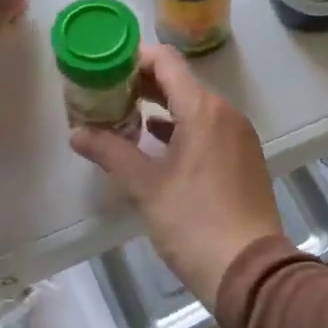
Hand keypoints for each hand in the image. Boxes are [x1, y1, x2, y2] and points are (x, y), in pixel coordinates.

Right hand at [69, 45, 283, 305]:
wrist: (250, 269)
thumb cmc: (194, 222)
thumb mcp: (145, 187)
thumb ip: (110, 153)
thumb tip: (77, 133)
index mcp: (203, 110)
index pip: (166, 62)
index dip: (134, 59)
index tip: (105, 69)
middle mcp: (226, 113)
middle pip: (180, 82)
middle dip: (142, 85)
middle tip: (105, 95)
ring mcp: (239, 135)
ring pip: (195, 107)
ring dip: (161, 108)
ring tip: (123, 118)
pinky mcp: (244, 157)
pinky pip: (209, 128)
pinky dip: (181, 129)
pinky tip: (156, 144)